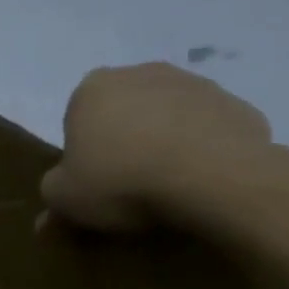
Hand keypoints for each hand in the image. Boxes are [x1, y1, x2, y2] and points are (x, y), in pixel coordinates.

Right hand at [39, 64, 271, 232]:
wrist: (214, 180)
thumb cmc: (121, 181)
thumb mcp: (64, 199)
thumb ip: (52, 196)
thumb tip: (50, 215)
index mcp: (92, 88)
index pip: (76, 118)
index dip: (82, 151)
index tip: (92, 178)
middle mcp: (142, 73)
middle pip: (124, 111)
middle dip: (124, 138)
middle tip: (126, 181)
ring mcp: (196, 84)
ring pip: (168, 116)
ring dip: (164, 141)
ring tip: (167, 184)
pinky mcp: (238, 105)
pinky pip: (208, 130)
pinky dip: (203, 149)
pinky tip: (200, 180)